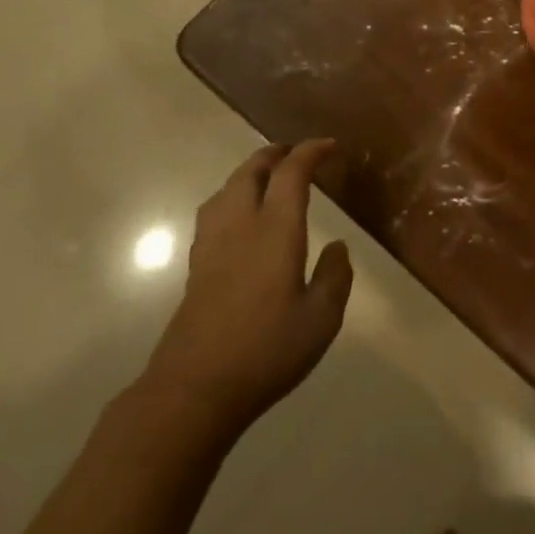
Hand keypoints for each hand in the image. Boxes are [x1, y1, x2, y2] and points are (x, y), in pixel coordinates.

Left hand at [144, 140, 352, 433]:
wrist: (195, 387)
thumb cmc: (267, 350)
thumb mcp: (321, 319)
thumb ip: (335, 277)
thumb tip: (338, 246)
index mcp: (275, 229)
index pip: (291, 173)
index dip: (310, 152)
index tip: (329, 146)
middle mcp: (240, 224)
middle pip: (251, 171)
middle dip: (275, 154)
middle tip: (296, 153)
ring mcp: (212, 243)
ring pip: (228, 188)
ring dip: (250, 172)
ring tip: (268, 178)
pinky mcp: (197, 265)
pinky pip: (215, 211)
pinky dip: (233, 196)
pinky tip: (240, 218)